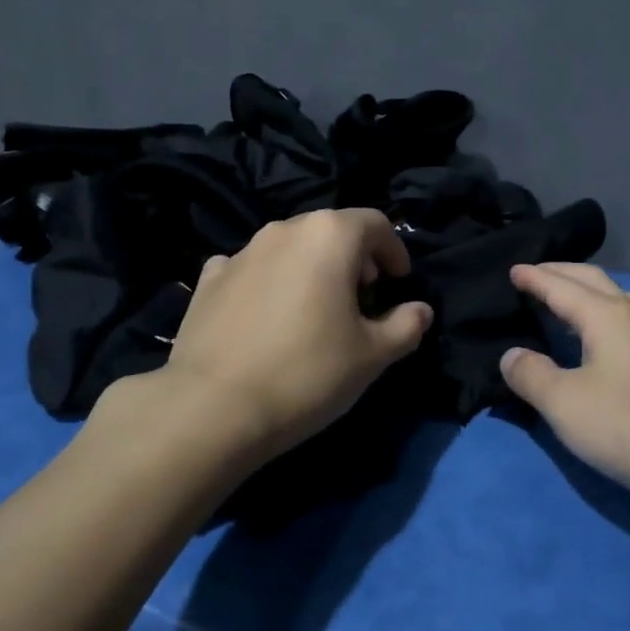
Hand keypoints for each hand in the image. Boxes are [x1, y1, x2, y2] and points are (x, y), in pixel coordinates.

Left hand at [160, 209, 433, 464]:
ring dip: (310, 268)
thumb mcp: (372, 356)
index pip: (375, 224)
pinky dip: (268, 281)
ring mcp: (241, 251)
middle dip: (353, 258)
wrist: (213, 407)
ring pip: (289, 248)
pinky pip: (250, 268)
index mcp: (329, 235)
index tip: (397, 283)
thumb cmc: (308, 373)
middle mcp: (284, 229)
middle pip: (330, 231)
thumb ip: (406, 326)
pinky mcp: (209, 279)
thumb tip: (420, 311)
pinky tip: (266, 314)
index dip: (394, 251)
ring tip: (314, 308)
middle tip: (361, 297)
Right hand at [500, 263, 629, 540]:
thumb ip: (531, 375)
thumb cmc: (629, 426)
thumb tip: (512, 356)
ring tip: (575, 303)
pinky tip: (606, 347)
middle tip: (536, 274)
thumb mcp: (564, 403)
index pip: (562, 286)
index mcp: (607, 316)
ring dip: (595, 293)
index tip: (513, 269)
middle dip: (564, 274)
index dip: (535, 277)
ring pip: (624, 301)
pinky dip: (611, 320)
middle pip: (596, 283)